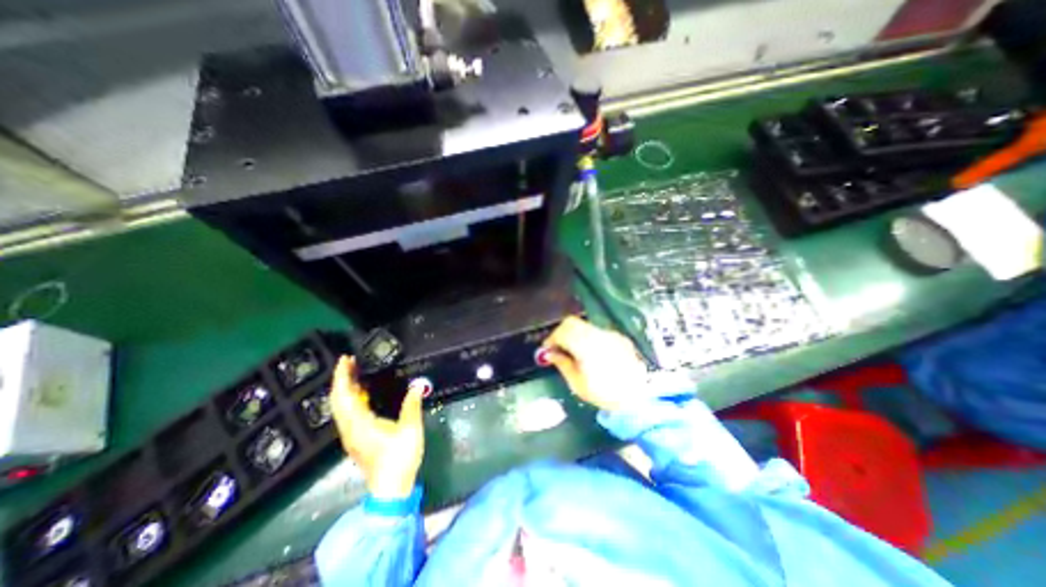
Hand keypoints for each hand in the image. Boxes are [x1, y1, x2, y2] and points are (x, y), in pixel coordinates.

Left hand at [327, 355, 421, 496]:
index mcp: (359, 424)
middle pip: (338, 400)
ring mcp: (351, 435)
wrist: (391, 488)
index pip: (344, 396)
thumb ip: (412, 404)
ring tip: (356, 372)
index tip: (345, 359)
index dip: (343, 376)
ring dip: (346, 388)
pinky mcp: (357, 439)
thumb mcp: (410, 428)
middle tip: (350, 362)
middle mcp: (350, 428)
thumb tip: (418, 385)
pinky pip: (349, 413)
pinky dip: (352, 399)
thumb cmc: (399, 457)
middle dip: (342, 379)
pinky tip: (364, 393)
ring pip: (342, 407)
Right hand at [538, 317, 646, 411]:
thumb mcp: (577, 383)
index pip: (563, 331)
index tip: (547, 349)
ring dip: (574, 334)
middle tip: (557, 347)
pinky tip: (590, 354)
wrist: (637, 398)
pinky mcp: (619, 338)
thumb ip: (562, 364)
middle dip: (561, 332)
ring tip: (573, 351)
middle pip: (572, 322)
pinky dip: (588, 338)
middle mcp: (598, 335)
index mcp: (587, 346)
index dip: (552, 338)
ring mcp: (610, 334)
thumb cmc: (603, 394)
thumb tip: (549, 353)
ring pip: (585, 326)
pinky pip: (597, 332)